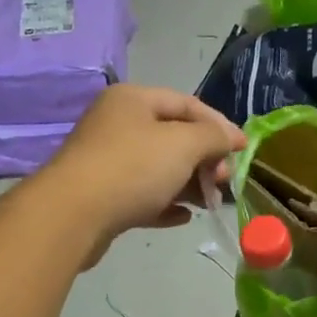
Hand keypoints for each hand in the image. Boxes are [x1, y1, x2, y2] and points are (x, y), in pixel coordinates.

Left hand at [40, 85, 245, 263]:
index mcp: (133, 100)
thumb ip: (213, 137)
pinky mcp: (103, 196)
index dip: (220, 125)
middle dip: (205, 158)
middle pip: (173, 137)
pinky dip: (165, 203)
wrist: (72, 216)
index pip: (187, 104)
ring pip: (159, 168)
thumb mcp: (183, 144)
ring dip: (189, 184)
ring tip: (210, 202)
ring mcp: (107, 161)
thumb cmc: (132, 168)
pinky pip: (143, 196)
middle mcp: (118, 124)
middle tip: (224, 180)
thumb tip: (231, 137)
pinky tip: (184, 217)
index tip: (244, 149)